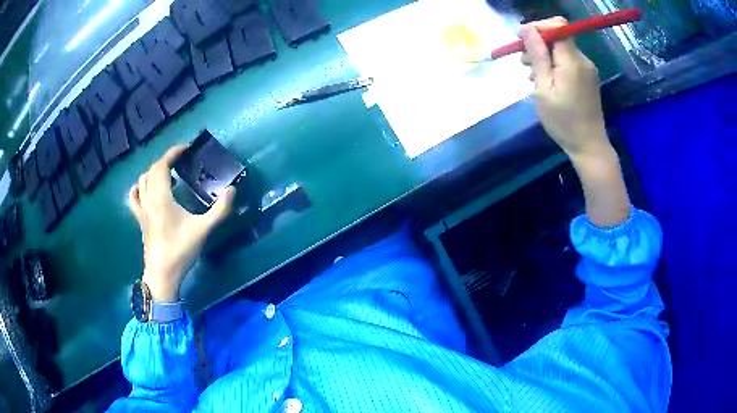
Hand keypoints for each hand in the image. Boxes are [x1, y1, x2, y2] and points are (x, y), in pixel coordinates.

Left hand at [128, 145, 235, 301]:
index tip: (186, 149)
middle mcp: (148, 199)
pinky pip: (134, 197)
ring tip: (168, 176)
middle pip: (152, 170)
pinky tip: (147, 190)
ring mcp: (141, 210)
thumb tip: (232, 190)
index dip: (173, 153)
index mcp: (161, 197)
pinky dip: (139, 187)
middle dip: (166, 161)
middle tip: (181, 162)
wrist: (162, 274)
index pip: (162, 165)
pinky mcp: (140, 219)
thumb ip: (219, 210)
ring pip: (142, 180)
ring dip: (154, 172)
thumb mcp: (203, 230)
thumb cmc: (181, 250)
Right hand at [519, 17, 610, 161]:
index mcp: (572, 60)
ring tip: (533, 77)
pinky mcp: (587, 77)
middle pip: (558, 36)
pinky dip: (554, 65)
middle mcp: (582, 59)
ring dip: (544, 56)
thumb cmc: (563, 121)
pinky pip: (567, 61)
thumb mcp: (544, 88)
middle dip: (537, 43)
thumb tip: (526, 29)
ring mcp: (587, 68)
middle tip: (524, 63)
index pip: (557, 25)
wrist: (589, 146)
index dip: (538, 27)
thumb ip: (537, 56)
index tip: (523, 41)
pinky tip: (547, 82)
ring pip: (561, 49)